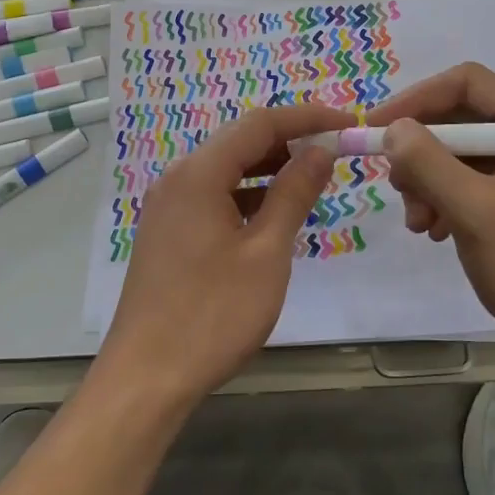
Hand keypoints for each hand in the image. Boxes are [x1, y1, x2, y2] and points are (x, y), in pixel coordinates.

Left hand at [93, 102, 356, 411]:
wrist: (146, 376)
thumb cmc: (212, 314)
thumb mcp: (266, 252)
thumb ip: (293, 194)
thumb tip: (320, 151)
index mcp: (199, 173)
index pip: (260, 124)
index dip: (308, 118)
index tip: (348, 122)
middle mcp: (178, 178)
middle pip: (240, 142)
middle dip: (290, 141)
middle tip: (336, 152)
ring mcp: (168, 206)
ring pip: (227, 170)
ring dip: (270, 169)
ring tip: (314, 180)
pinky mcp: (168, 231)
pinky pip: (214, 195)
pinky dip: (248, 195)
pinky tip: (274, 213)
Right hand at [369, 62, 494, 365]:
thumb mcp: (475, 210)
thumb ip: (429, 162)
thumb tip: (392, 129)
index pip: (467, 83)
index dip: (416, 99)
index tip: (377, 129)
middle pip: (460, 117)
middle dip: (421, 151)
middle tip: (397, 186)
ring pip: (459, 151)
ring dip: (428, 180)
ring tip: (418, 220)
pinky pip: (469, 179)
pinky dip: (443, 198)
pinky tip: (433, 229)